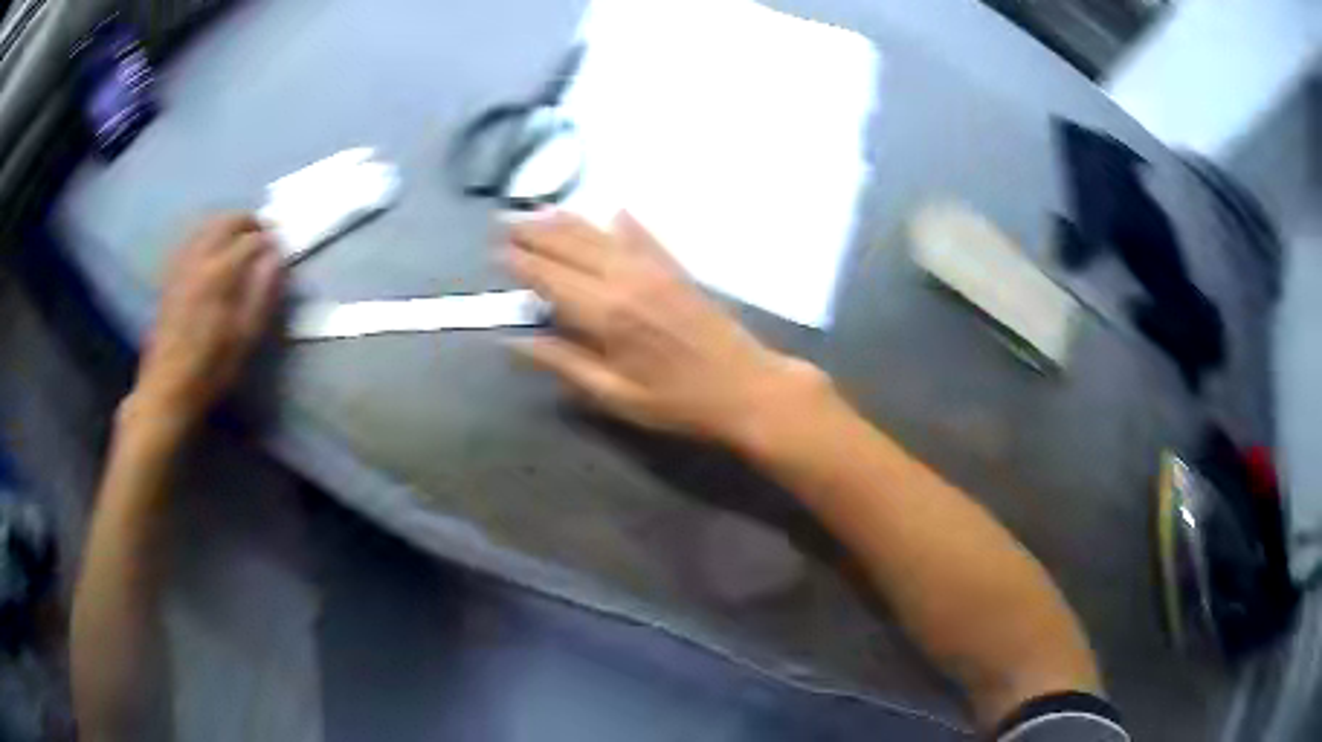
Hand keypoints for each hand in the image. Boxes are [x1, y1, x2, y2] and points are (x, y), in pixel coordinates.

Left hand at [128, 214, 283, 435]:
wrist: (169, 385)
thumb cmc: (212, 366)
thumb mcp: (246, 335)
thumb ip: (263, 290)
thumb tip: (276, 256)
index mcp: (220, 272)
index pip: (252, 239)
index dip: (270, 239)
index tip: (281, 247)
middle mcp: (199, 258)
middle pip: (226, 221)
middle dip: (248, 222)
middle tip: (263, 234)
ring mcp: (182, 264)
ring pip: (207, 225)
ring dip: (227, 224)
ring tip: (240, 238)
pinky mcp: (171, 274)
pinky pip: (192, 239)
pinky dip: (207, 235)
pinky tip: (213, 249)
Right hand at [504, 210, 827, 446]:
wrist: (747, 388)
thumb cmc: (678, 403)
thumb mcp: (615, 396)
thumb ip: (564, 363)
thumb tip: (516, 342)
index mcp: (605, 313)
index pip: (550, 278)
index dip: (521, 262)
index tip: (496, 250)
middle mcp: (625, 279)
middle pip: (570, 246)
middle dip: (535, 232)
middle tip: (505, 221)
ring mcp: (654, 269)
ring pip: (601, 234)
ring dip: (568, 220)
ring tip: (540, 210)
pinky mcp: (677, 270)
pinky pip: (645, 237)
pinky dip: (626, 223)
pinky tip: (614, 211)